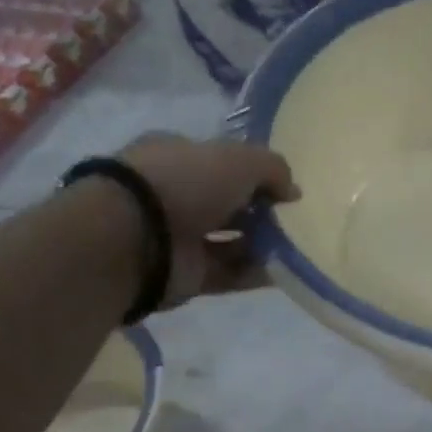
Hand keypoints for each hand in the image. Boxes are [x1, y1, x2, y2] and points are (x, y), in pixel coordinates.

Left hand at [118, 133, 298, 301]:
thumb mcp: (240, 159)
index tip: (284, 189)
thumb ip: (273, 169)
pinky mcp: (186, 274)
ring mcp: (179, 237)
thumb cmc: (185, 182)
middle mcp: (177, 195)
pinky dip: (255, 273)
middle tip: (294, 220)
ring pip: (231, 240)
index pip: (222, 163)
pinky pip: (230, 273)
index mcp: (179, 157)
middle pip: (229, 204)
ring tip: (296, 247)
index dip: (255, 174)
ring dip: (262, 244)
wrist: (134, 237)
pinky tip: (284, 272)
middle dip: (262, 212)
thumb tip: (292, 191)